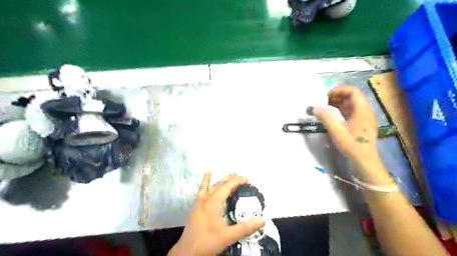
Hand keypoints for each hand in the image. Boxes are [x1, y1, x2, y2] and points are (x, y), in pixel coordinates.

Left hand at [168, 173, 264, 254]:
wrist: (187, 252)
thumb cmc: (207, 242)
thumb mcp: (228, 236)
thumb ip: (245, 228)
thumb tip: (262, 220)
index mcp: (213, 202)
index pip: (228, 185)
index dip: (238, 180)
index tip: (249, 181)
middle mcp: (206, 197)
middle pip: (221, 183)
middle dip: (233, 179)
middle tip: (245, 181)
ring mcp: (200, 200)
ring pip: (213, 184)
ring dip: (224, 180)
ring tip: (234, 178)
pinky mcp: (197, 204)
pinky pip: (202, 188)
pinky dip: (206, 179)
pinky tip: (208, 172)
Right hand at [313, 86, 380, 167]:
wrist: (364, 162)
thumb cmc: (351, 145)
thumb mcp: (336, 130)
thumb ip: (325, 117)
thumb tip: (313, 107)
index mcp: (362, 110)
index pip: (352, 91)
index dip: (339, 90)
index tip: (325, 95)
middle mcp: (365, 111)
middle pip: (351, 97)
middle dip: (336, 97)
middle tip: (322, 101)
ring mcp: (363, 119)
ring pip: (350, 105)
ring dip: (337, 104)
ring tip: (324, 108)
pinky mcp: (360, 125)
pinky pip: (350, 113)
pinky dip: (340, 111)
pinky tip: (331, 117)